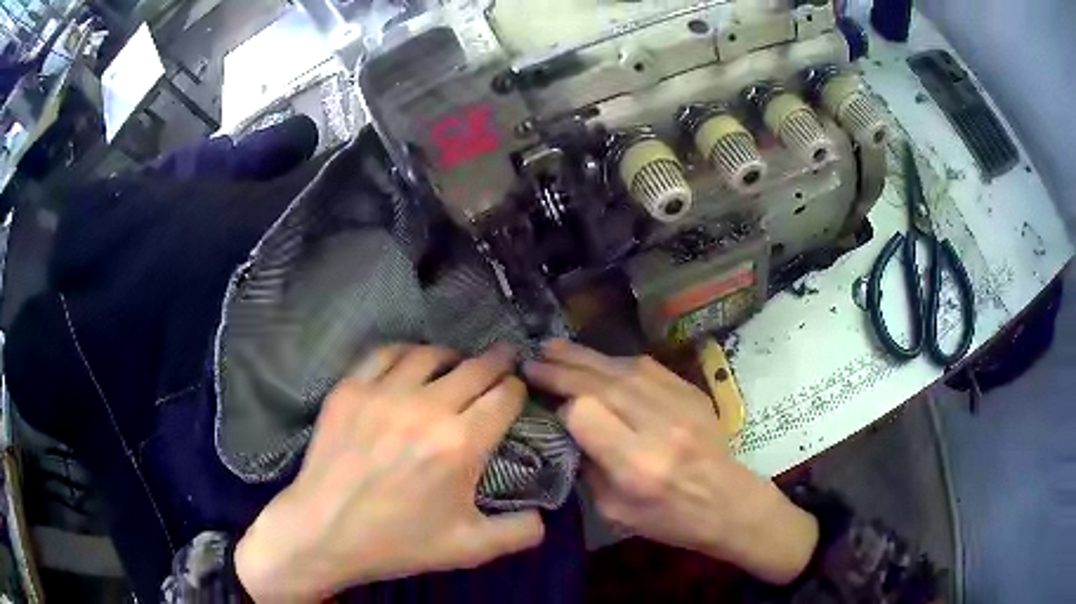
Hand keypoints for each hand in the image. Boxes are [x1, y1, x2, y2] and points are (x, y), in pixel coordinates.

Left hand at [235, 344, 543, 602]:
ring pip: (431, 354)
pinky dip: (406, 353)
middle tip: (504, 360)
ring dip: (453, 356)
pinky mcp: (350, 388)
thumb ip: (520, 532)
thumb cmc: (398, 542)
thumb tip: (545, 516)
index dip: (518, 391)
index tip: (517, 394)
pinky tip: (410, 364)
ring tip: (457, 363)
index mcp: (461, 444)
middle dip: (498, 362)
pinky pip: (385, 354)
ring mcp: (383, 393)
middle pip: (476, 367)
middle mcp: (426, 408)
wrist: (325, 531)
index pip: (505, 397)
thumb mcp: (470, 548)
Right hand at [525, 340, 817, 583]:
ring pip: (623, 369)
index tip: (547, 408)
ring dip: (584, 357)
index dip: (561, 407)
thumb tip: (566, 427)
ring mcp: (681, 404)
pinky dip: (615, 361)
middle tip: (531, 359)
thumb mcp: (616, 512)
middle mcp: (659, 427)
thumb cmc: (671, 519)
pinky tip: (595, 360)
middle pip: (601, 384)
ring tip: (553, 347)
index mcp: (638, 465)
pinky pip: (647, 367)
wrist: (730, 504)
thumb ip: (588, 468)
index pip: (586, 414)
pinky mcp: (692, 393)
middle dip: (562, 368)